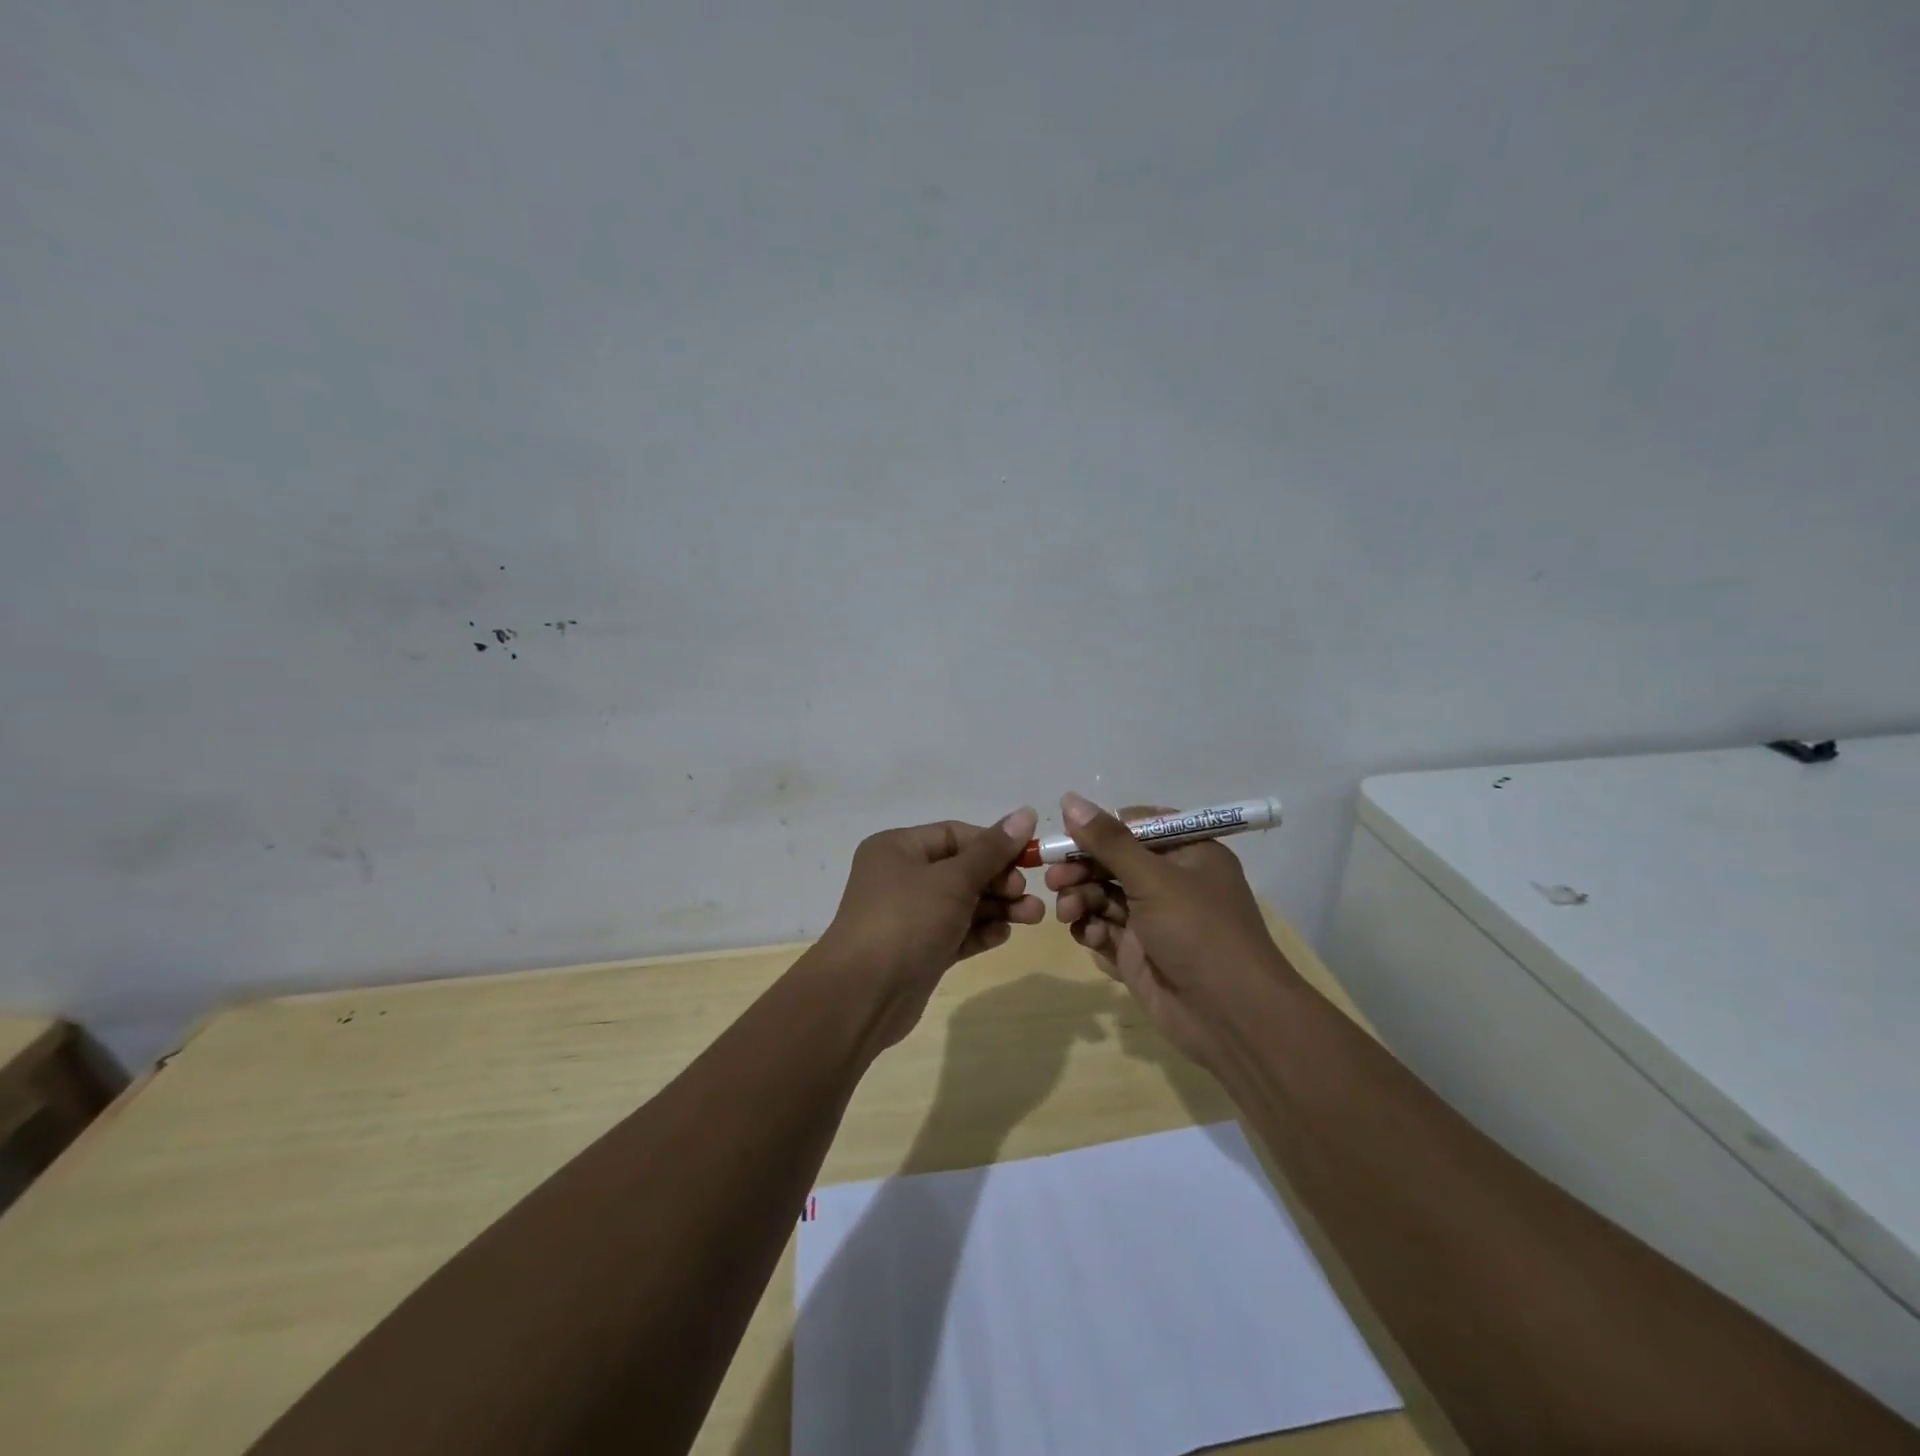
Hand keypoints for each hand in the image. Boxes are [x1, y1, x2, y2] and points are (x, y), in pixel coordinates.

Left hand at [817, 808, 1044, 1049]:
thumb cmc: (907, 920)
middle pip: (962, 869)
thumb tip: (1026, 813)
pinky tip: (1004, 935)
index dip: (993, 844)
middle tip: (1026, 894)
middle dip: (1000, 880)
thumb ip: (992, 850)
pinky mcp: (920, 950)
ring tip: (1033, 916)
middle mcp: (901, 877)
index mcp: (898, 848)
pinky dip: (980, 931)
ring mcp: (910, 916)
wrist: (864, 995)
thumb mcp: (953, 880)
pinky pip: (956, 932)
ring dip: (998, 907)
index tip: (1029, 858)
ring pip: (963, 903)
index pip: (955, 835)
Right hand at [1046, 793, 1293, 1068]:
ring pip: (1102, 896)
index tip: (1066, 836)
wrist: (1230, 1017)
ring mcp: (1153, 919)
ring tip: (1069, 912)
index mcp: (1187, 853)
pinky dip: (1093, 930)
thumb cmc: (1199, 932)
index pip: (1135, 826)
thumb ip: (1108, 841)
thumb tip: (1070, 799)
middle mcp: (1170, 882)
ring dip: (1081, 900)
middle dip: (1081, 869)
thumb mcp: (1154, 879)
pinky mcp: (1138, 952)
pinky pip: (1104, 929)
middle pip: (1112, 862)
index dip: (1100, 830)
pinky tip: (1092, 938)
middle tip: (1055, 878)